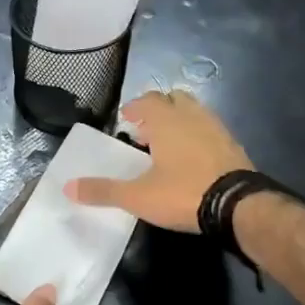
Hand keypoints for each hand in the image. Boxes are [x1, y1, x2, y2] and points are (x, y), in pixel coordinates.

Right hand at [64, 90, 251, 231]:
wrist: (237, 205)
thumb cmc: (182, 193)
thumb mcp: (137, 196)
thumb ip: (103, 190)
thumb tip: (67, 187)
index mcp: (167, 121)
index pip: (148, 100)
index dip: (135, 108)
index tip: (126, 120)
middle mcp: (193, 116)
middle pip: (175, 99)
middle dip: (159, 110)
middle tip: (147, 131)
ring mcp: (217, 129)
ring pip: (196, 113)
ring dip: (180, 122)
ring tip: (169, 145)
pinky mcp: (234, 146)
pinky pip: (211, 131)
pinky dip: (199, 137)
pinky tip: (194, 160)